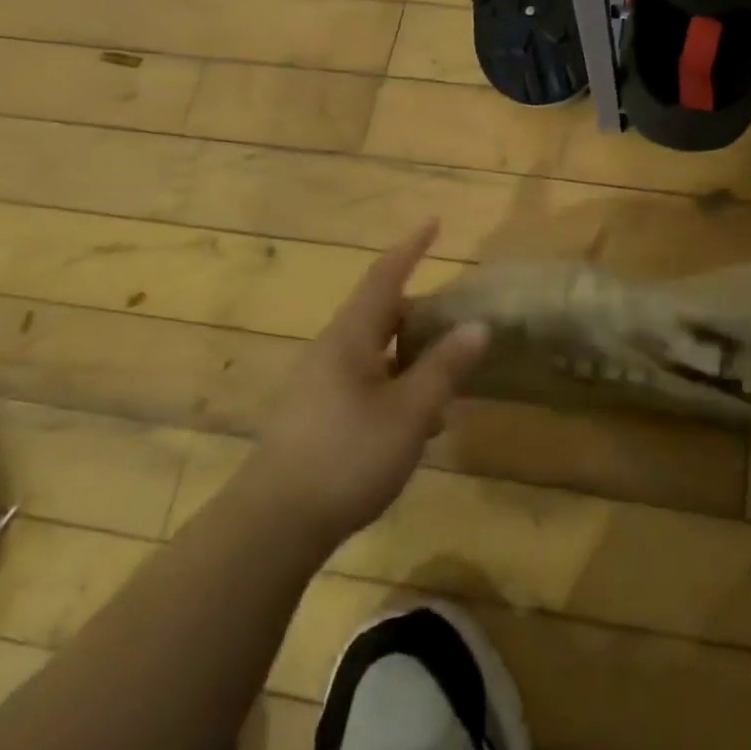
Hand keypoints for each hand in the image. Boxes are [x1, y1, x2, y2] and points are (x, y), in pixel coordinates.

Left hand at [251, 222, 487, 544]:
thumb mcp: (410, 413)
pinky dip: (396, 386)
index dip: (411, 248)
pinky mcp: (315, 417)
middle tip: (455, 317)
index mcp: (350, 338)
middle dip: (418, 311)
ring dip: (410, 356)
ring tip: (445, 378)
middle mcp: (330, 352)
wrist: (271, 527)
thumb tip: (478, 325)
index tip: (434, 222)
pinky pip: (364, 383)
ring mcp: (318, 386)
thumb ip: (444, 367)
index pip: (384, 277)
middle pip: (379, 315)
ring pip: (374, 353)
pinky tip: (417, 423)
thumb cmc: (346, 457)